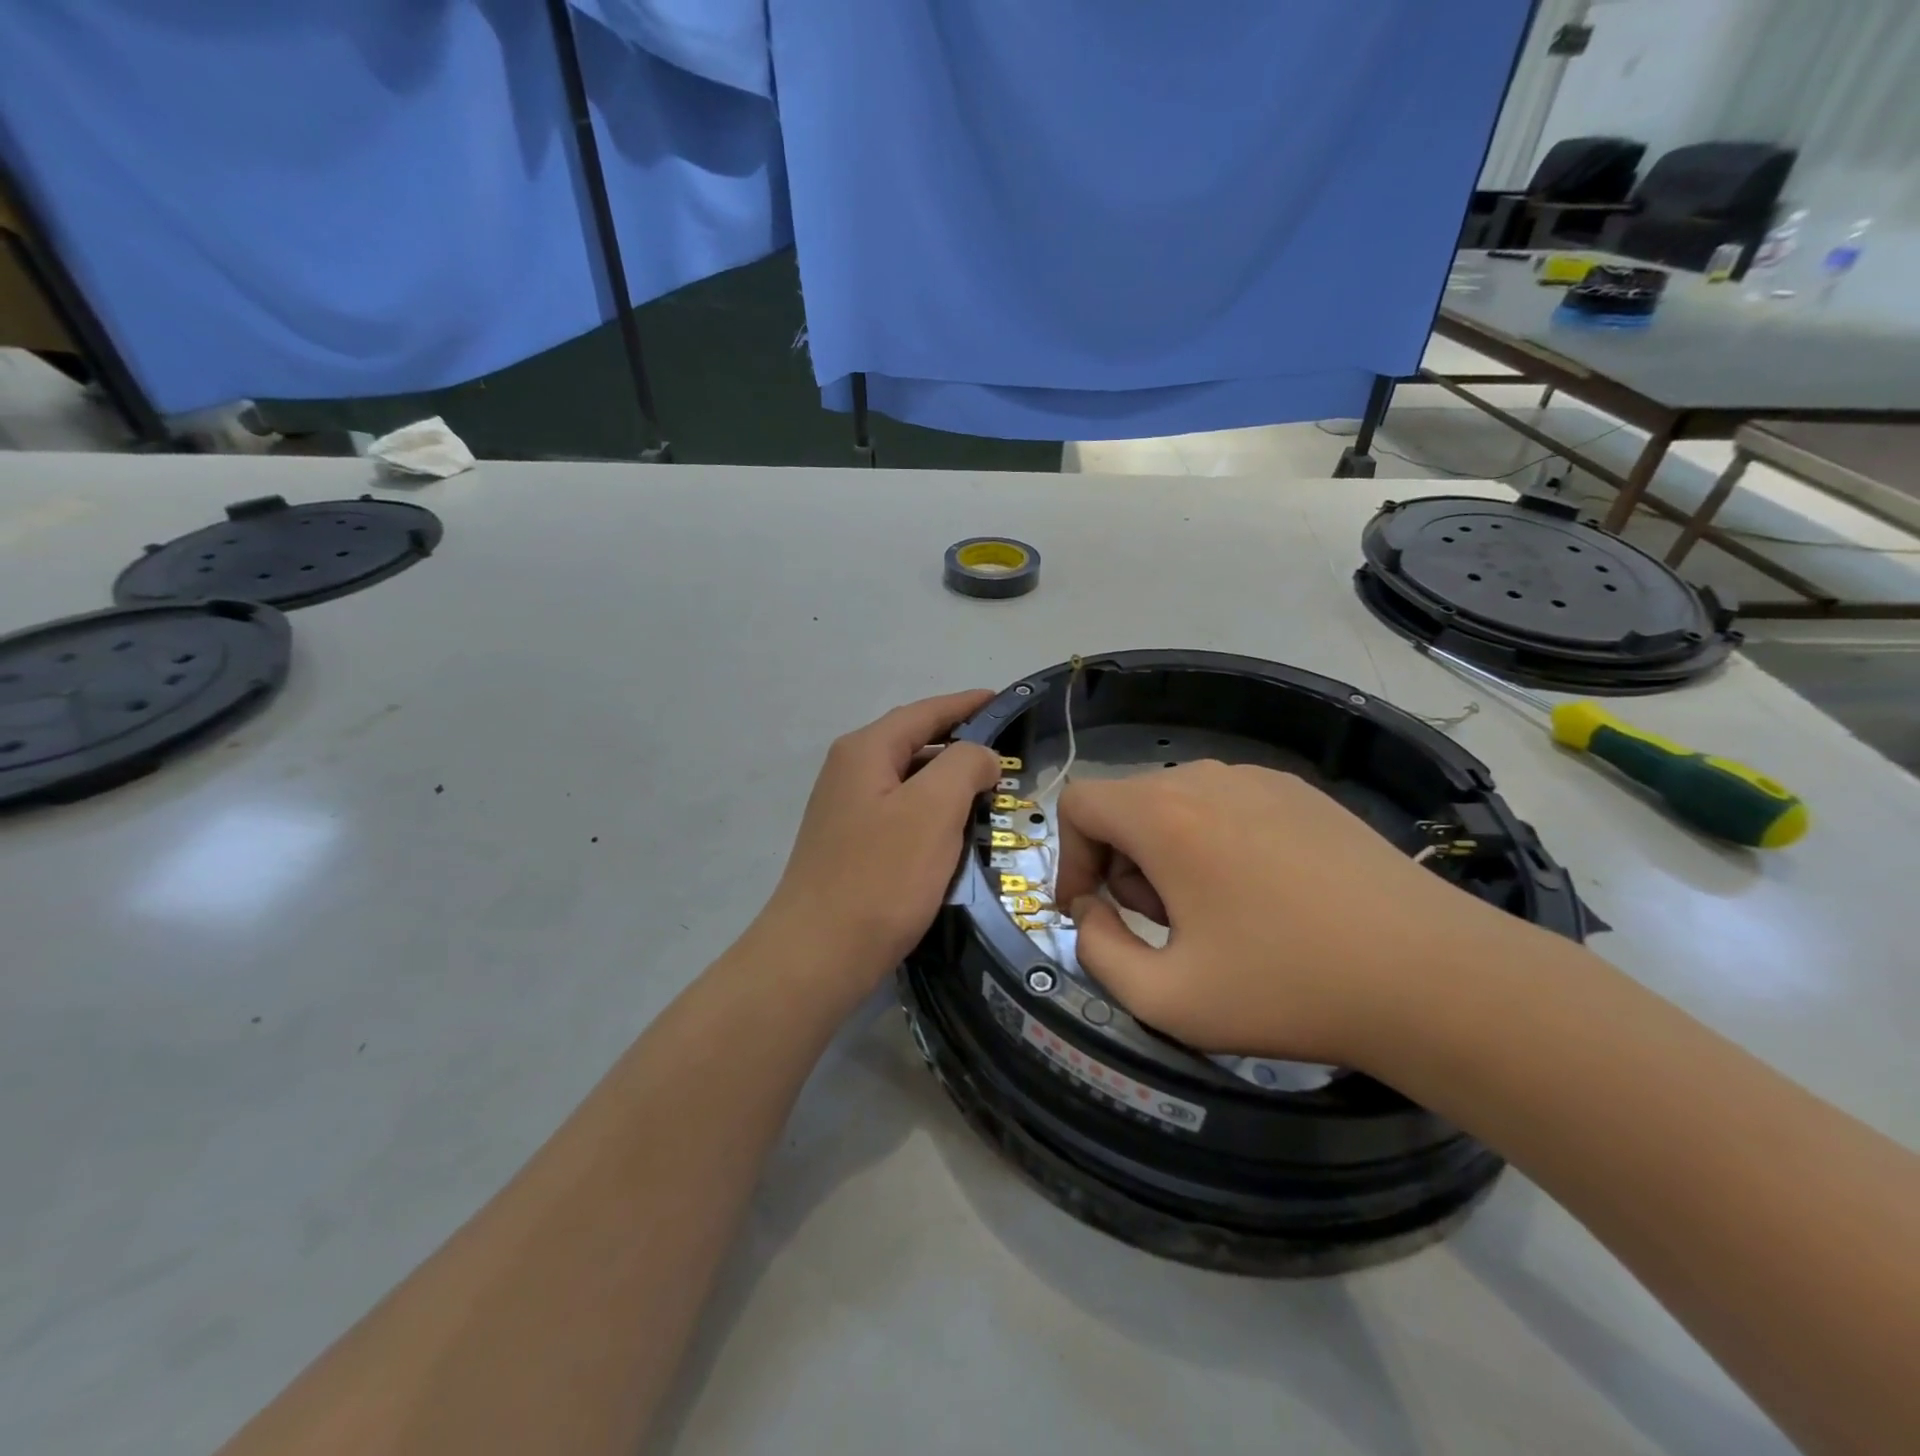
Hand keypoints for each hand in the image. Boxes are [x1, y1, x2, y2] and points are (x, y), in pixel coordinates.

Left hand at [758, 691, 1000, 997]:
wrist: (818, 955)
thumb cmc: (880, 877)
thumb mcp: (933, 810)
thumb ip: (964, 766)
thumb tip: (979, 755)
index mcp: (865, 751)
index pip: (924, 712)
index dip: (965, 704)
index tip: (1002, 700)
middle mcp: (849, 771)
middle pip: (913, 742)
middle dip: (959, 743)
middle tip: (1006, 753)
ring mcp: (845, 810)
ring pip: (908, 780)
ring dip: (947, 781)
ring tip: (990, 790)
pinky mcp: (849, 845)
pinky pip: (901, 812)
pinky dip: (932, 812)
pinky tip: (954, 832)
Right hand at [1055, 762, 1531, 1069]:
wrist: (1433, 976)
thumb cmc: (1287, 986)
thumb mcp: (1166, 998)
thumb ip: (1097, 951)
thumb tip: (1092, 911)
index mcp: (1164, 815)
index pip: (1078, 803)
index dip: (1068, 858)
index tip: (1093, 911)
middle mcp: (1206, 778)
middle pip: (1127, 805)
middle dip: (1124, 866)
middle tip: (1165, 928)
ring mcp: (1260, 778)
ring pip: (1177, 804)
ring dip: (1168, 855)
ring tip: (1215, 917)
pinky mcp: (1303, 792)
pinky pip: (1228, 805)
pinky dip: (1215, 842)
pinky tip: (1263, 898)